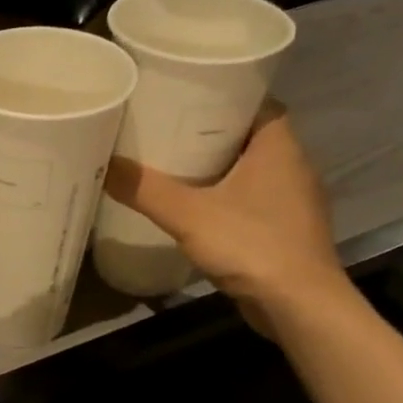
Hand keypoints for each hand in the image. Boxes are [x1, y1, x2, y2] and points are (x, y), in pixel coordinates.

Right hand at [102, 101, 349, 332]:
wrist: (299, 306)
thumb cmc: (252, 246)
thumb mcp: (188, 215)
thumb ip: (145, 189)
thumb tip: (103, 164)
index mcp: (280, 147)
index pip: (258, 102)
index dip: (225, 95)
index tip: (188, 97)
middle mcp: (293, 166)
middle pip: (250, 135)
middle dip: (212, 132)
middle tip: (168, 130)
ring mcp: (293, 200)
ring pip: (251, 169)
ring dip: (219, 166)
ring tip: (173, 165)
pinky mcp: (286, 229)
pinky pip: (253, 199)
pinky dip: (226, 196)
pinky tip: (195, 207)